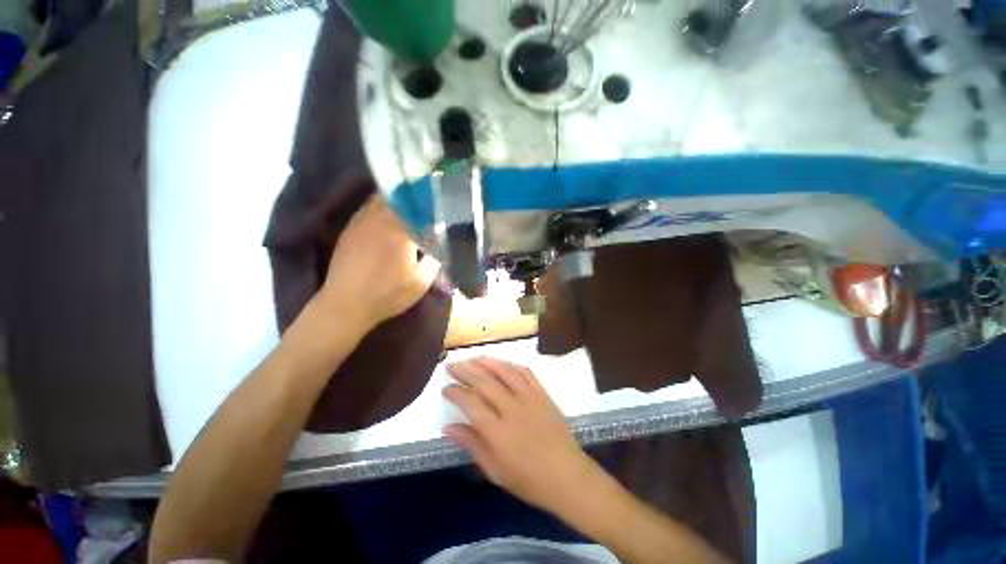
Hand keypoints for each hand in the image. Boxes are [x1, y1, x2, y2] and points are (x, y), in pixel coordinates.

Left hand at [316, 195, 439, 331]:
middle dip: (414, 197)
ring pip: (381, 198)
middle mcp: (381, 221)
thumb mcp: (421, 283)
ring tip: (409, 200)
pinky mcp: (350, 228)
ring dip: (397, 197)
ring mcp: (362, 222)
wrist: (346, 304)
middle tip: (426, 199)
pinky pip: (368, 207)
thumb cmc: (388, 295)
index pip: (419, 209)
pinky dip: (380, 204)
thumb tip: (437, 241)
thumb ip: (434, 260)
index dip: (431, 205)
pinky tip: (387, 212)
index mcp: (401, 233)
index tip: (440, 206)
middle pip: (400, 197)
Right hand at [443, 357, 598, 513]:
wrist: (567, 475)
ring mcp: (529, 398)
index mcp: (497, 431)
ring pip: (504, 372)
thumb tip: (448, 427)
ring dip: (486, 362)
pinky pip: (525, 372)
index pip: (470, 403)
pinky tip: (502, 363)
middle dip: (465, 370)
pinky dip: (511, 365)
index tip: (445, 388)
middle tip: (452, 365)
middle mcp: (511, 408)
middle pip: (484, 382)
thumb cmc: (528, 480)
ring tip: (472, 358)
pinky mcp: (542, 394)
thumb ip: (471, 444)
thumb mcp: (494, 470)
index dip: (455, 392)